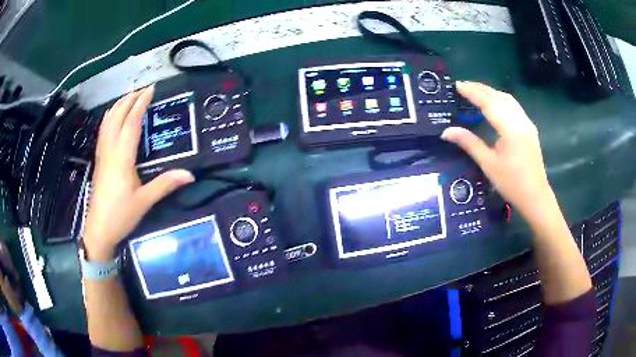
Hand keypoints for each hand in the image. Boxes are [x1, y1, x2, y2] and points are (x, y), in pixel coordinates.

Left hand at [84, 86, 194, 261]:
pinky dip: (109, 118)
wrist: (99, 229)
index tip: (151, 90)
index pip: (131, 123)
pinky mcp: (99, 161)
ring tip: (128, 97)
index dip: (141, 104)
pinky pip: (103, 131)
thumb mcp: (144, 201)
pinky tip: (112, 117)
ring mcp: (102, 154)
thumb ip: (165, 185)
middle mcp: (110, 150)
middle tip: (142, 90)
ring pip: (107, 122)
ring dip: (118, 106)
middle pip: (118, 117)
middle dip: (129, 100)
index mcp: (122, 157)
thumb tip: (190, 175)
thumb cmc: (120, 215)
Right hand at [442, 81, 554, 223]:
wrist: (535, 197)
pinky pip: (514, 106)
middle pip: (499, 97)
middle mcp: (521, 121)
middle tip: (463, 85)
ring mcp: (527, 124)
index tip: (458, 85)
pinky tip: (494, 103)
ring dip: (491, 92)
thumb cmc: (511, 184)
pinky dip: (501, 99)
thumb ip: (469, 143)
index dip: (473, 93)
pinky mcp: (530, 128)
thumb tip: (446, 131)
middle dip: (481, 89)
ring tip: (476, 90)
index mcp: (511, 129)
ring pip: (508, 99)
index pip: (489, 103)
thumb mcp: (488, 165)